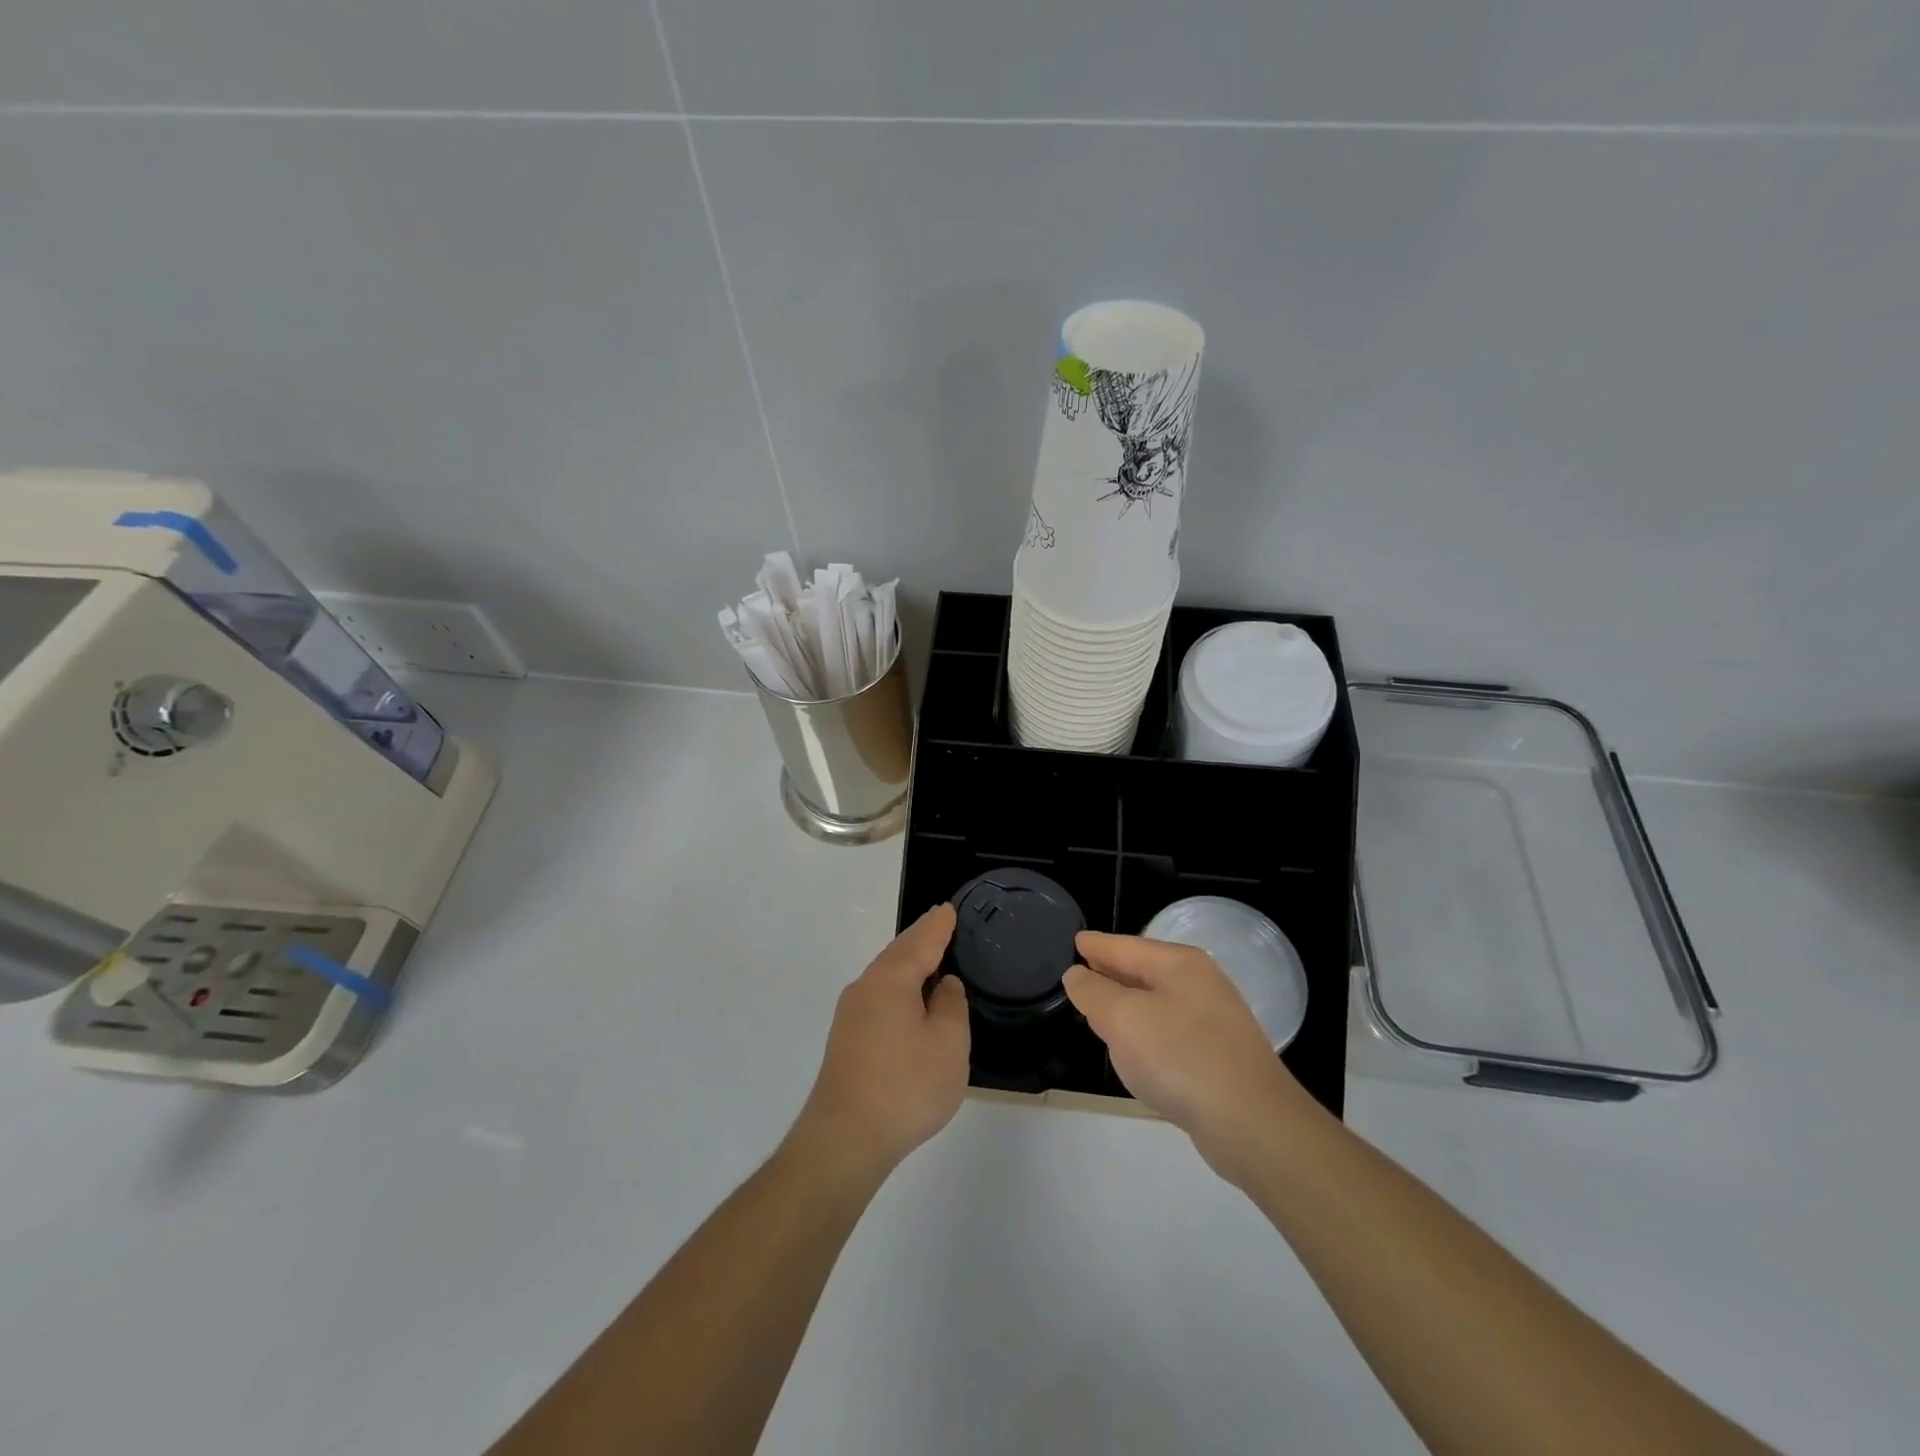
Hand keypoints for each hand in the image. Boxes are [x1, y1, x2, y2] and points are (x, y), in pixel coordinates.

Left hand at [793, 904, 969, 1176]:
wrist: (844, 1139)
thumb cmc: (905, 1086)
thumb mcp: (948, 1044)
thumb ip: (951, 1006)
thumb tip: (944, 986)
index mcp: (890, 979)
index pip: (920, 941)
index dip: (938, 926)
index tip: (949, 909)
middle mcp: (865, 988)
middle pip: (898, 954)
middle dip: (921, 939)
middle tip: (942, 925)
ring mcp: (850, 1015)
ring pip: (886, 976)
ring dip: (908, 964)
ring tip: (931, 959)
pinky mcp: (846, 1041)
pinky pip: (879, 998)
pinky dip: (899, 989)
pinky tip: (909, 1002)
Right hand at [1064, 932, 1312, 1180]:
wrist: (1253, 1124)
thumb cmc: (1180, 1058)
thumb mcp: (1123, 1019)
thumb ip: (1093, 992)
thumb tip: (1077, 975)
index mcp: (1178, 964)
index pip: (1125, 946)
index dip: (1096, 945)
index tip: (1075, 940)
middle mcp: (1200, 983)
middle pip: (1143, 970)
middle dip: (1112, 972)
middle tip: (1081, 973)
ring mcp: (1215, 1020)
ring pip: (1157, 1002)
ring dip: (1128, 1004)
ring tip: (1100, 1010)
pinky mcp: (1220, 1056)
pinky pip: (1170, 1031)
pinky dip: (1146, 1032)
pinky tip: (1136, 1049)